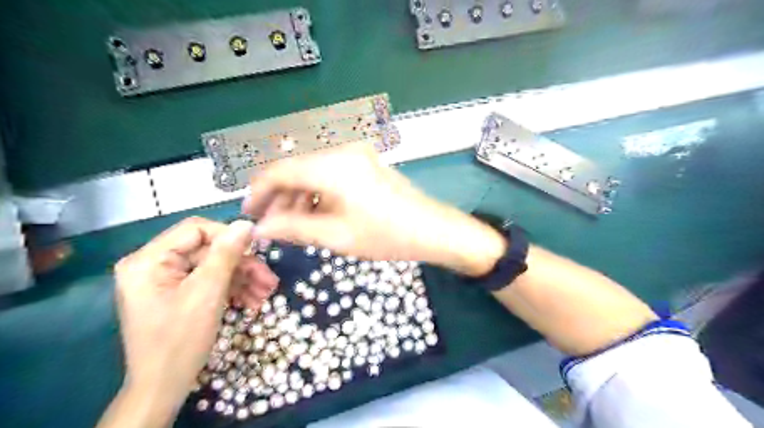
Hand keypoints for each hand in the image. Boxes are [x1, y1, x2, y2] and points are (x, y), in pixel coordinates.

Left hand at [111, 220, 279, 426]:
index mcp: (148, 260)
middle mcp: (153, 265)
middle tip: (269, 280)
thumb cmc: (180, 340)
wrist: (163, 387)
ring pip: (213, 266)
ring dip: (242, 279)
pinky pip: (209, 281)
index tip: (257, 250)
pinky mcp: (177, 294)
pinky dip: (231, 289)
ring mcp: (165, 281)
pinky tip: (252, 301)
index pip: (196, 230)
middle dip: (241, 265)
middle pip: (208, 251)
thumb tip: (246, 224)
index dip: (229, 236)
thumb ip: (226, 254)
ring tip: (266, 294)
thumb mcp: (207, 293)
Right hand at [245, 145, 505, 274]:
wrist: (433, 229)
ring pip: (312, 171)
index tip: (250, 214)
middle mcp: (341, 151)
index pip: (279, 170)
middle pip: (295, 169)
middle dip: (279, 197)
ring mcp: (355, 154)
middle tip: (272, 226)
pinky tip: (315, 213)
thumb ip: (292, 228)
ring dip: (298, 196)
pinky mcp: (364, 162)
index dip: (258, 191)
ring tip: (293, 224)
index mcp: (332, 165)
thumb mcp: (335, 236)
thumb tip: (260, 228)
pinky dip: (317, 192)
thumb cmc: (386, 235)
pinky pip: (330, 173)